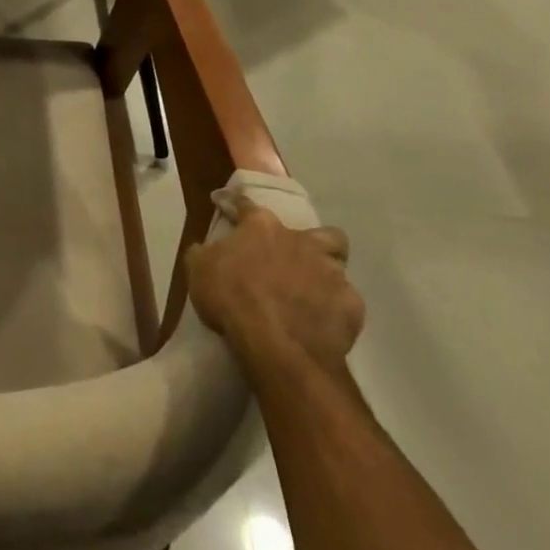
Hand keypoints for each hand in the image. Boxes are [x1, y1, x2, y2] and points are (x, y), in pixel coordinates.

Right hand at [186, 197, 362, 372]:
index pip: (246, 205)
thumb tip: (206, 249)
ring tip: (311, 295)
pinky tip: (322, 323)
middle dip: (314, 243)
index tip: (227, 205)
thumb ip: (204, 253)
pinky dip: (335, 310)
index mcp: (262, 226)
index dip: (235, 204)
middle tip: (297, 259)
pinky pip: (346, 303)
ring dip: (326, 277)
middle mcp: (301, 241)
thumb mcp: (198, 269)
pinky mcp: (352, 307)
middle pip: (322, 232)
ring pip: (339, 266)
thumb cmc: (231, 298)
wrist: (276, 345)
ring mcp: (331, 273)